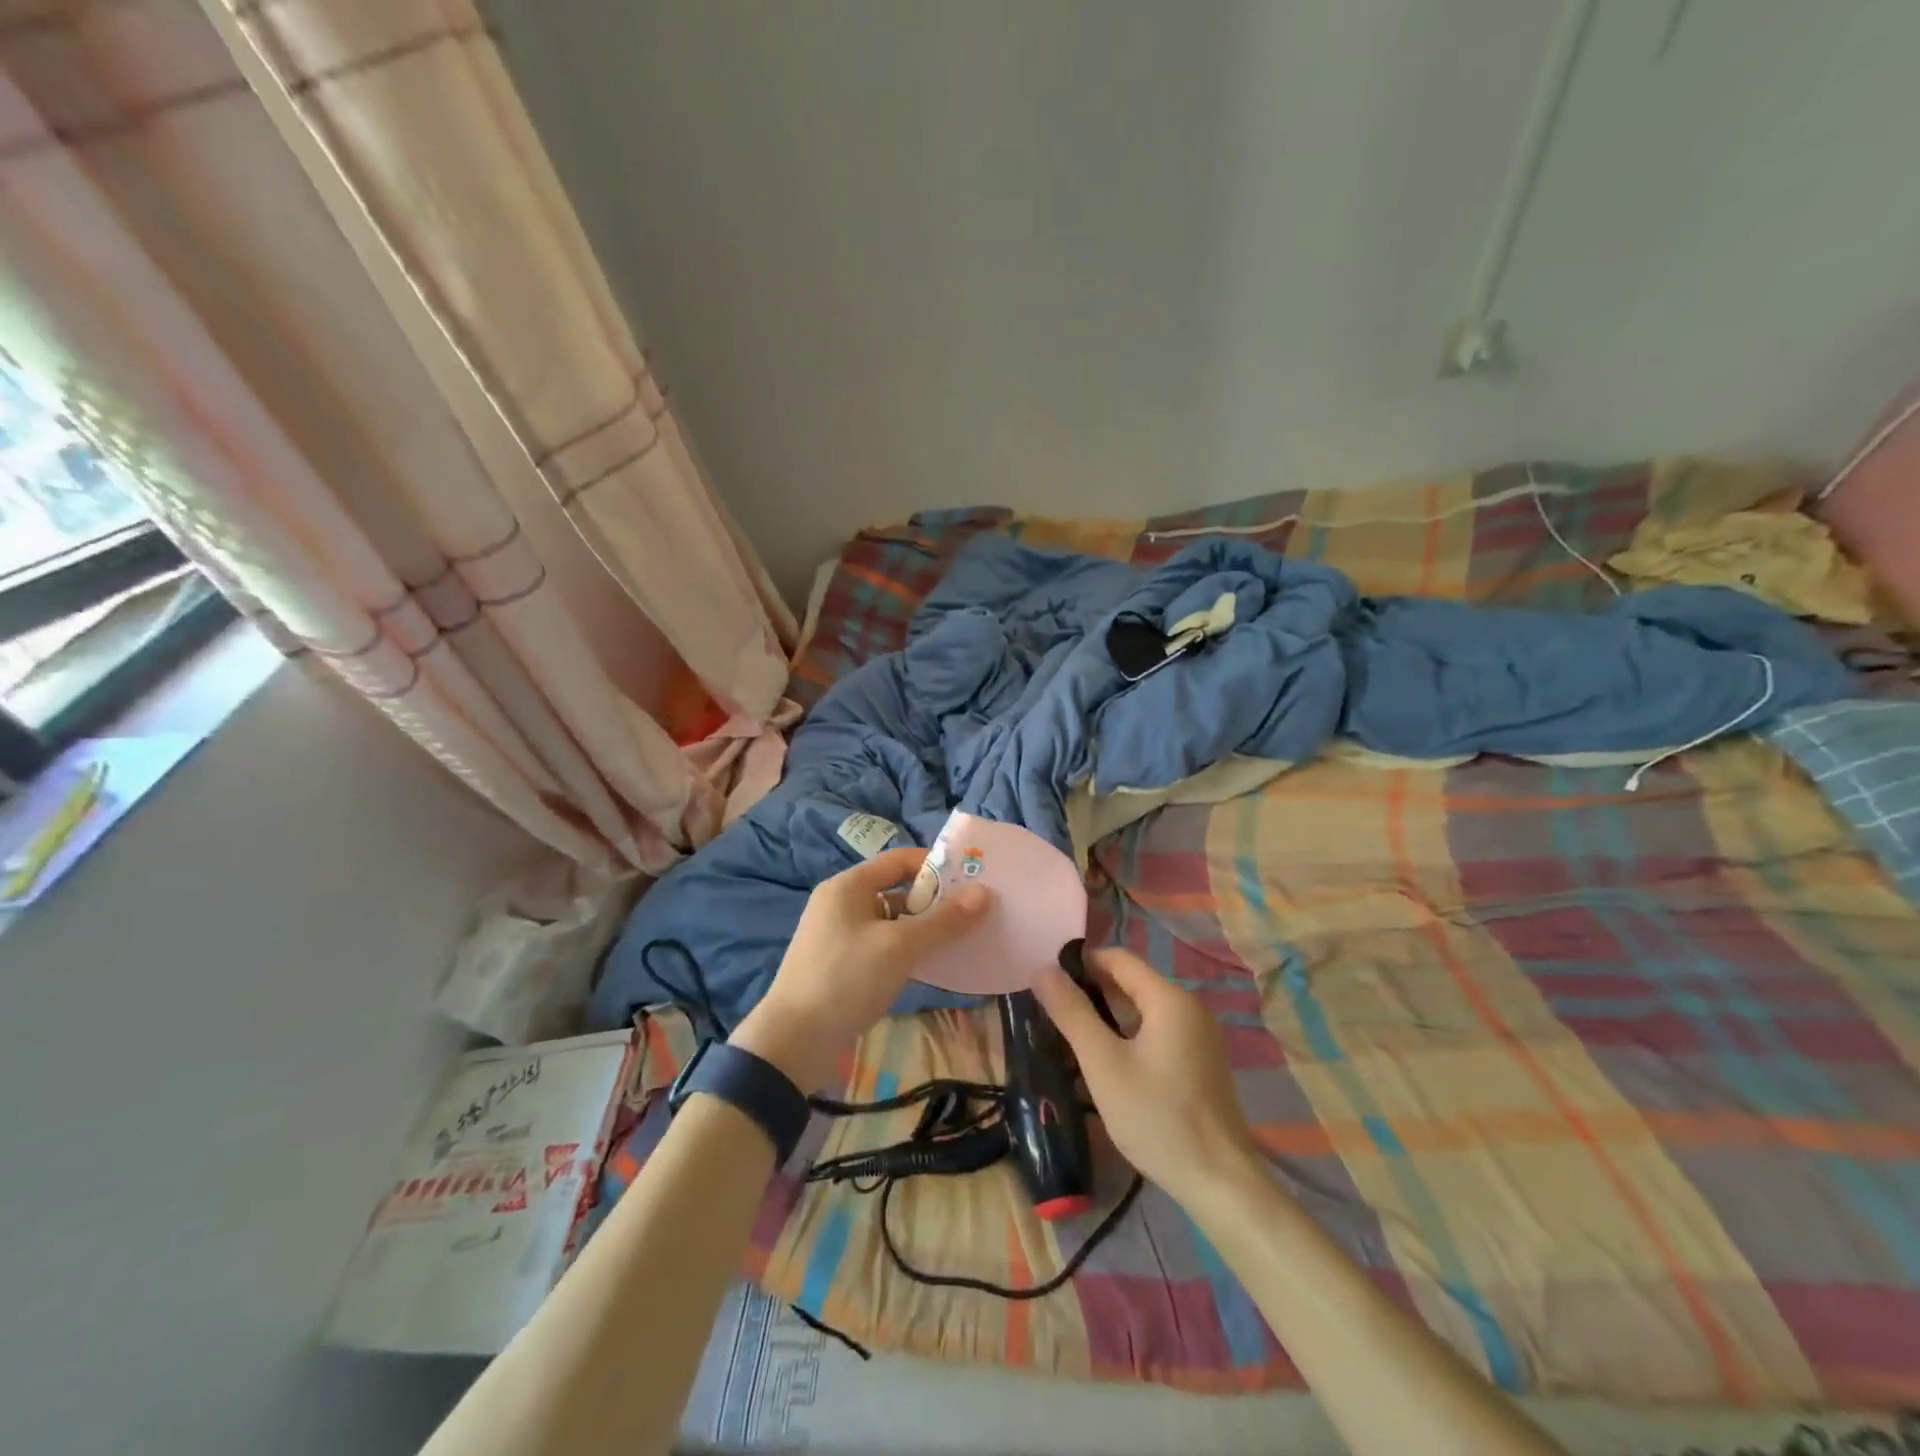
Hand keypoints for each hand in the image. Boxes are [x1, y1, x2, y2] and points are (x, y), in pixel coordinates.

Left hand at [730, 847, 988, 1088]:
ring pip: (890, 921)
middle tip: (973, 912)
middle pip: (896, 890)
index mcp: (848, 886)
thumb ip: (943, 921)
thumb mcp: (899, 947)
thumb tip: (985, 893)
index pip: (899, 860)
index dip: (935, 865)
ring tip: (960, 939)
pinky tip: (931, 965)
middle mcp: (841, 903)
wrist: (793, 1042)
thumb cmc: (846, 979)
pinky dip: (906, 950)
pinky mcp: (841, 965)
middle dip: (934, 900)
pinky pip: (881, 945)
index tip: (971, 878)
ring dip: (922, 928)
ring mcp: (839, 935)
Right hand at [1032, 947, 1259, 1199]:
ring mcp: (1198, 1036)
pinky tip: (1104, 1060)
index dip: (1080, 963)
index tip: (1047, 982)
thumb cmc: (1157, 1118)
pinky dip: (1127, 1036)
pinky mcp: (1199, 1061)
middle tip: (1051, 1011)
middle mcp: (1188, 1007)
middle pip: (1130, 982)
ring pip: (1142, 1010)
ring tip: (1069, 1035)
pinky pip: (1156, 1032)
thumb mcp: (1103, 1064)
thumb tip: (1042, 970)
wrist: (1220, 1183)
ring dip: (1107, 1016)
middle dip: (1090, 991)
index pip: (1117, 958)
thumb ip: (1072, 1013)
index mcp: (1169, 998)